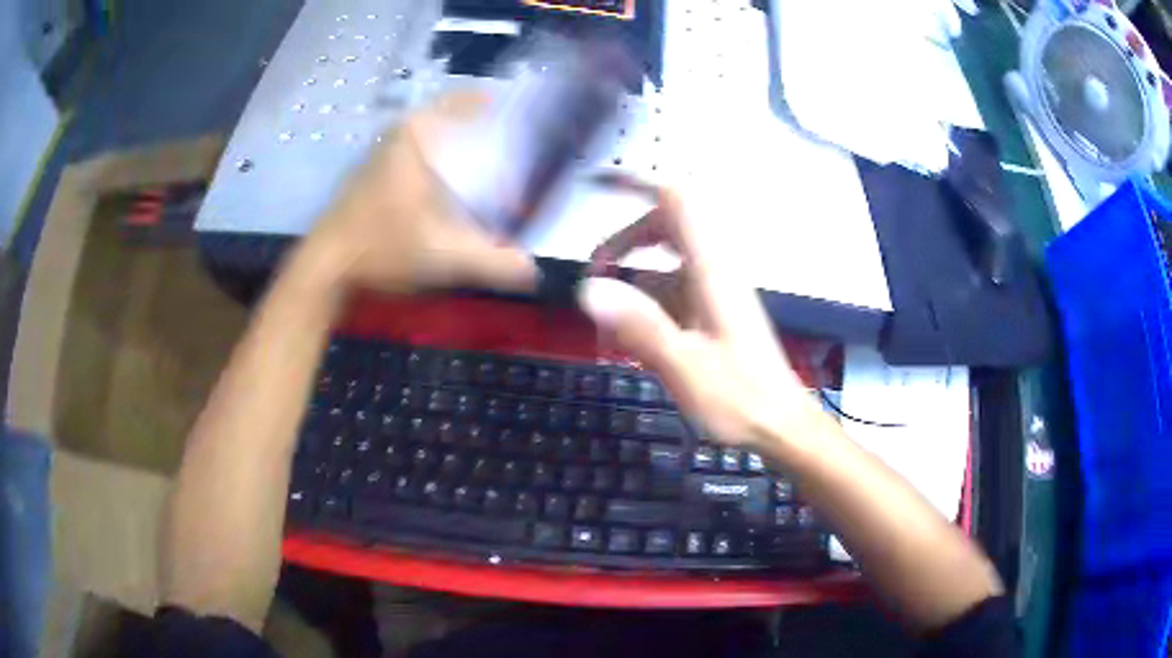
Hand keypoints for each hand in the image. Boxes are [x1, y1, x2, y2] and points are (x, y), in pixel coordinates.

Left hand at [299, 91, 538, 295]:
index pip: (457, 102)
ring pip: (420, 132)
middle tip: (495, 131)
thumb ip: (490, 262)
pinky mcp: (366, 175)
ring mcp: (375, 155)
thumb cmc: (383, 248)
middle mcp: (394, 137)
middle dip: (467, 118)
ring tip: (472, 150)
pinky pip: (406, 149)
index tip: (502, 103)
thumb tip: (534, 270)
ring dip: (445, 135)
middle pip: (439, 114)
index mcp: (415, 139)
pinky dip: (426, 153)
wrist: (325, 266)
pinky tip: (436, 178)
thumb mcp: (442, 256)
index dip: (481, 100)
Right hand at [578, 177, 822, 447]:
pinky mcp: (714, 310)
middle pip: (668, 224)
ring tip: (607, 310)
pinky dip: (648, 298)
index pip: (677, 202)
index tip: (599, 183)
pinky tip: (632, 335)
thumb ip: (641, 326)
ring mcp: (716, 290)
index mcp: (712, 270)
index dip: (638, 183)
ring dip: (634, 272)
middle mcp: (715, 270)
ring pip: (669, 258)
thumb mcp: (686, 368)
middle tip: (597, 271)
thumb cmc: (742, 400)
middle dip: (626, 239)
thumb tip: (589, 288)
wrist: (781, 425)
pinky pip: (675, 286)